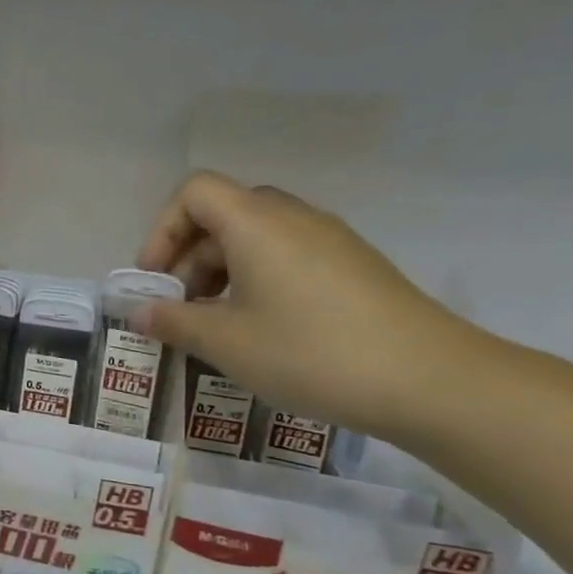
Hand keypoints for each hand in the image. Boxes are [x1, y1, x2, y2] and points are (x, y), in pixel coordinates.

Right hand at [136, 171, 478, 439]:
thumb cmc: (310, 352)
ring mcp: (330, 241)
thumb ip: (173, 321)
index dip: (162, 230)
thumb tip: (140, 312)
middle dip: (189, 257)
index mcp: (256, 223)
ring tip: (217, 326)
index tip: (156, 280)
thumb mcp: (226, 343)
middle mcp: (294, 219)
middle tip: (181, 307)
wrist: (432, 381)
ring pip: (256, 238)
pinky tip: (261, 331)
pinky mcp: (354, 267)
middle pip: (223, 214)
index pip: (194, 192)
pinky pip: (288, 257)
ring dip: (221, 273)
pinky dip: (257, 282)